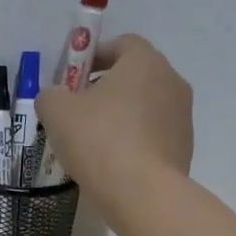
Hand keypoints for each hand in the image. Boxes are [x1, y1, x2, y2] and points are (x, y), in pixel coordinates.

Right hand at [37, 34, 192, 223]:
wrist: (142, 192)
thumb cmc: (98, 140)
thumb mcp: (56, 112)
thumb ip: (51, 95)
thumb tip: (55, 97)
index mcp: (144, 62)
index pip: (123, 43)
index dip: (96, 55)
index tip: (75, 77)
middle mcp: (171, 81)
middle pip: (136, 75)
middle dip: (108, 86)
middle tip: (80, 109)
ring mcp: (182, 116)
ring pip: (146, 105)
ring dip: (122, 114)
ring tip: (95, 140)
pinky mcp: (184, 146)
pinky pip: (154, 133)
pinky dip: (135, 139)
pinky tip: (113, 161)